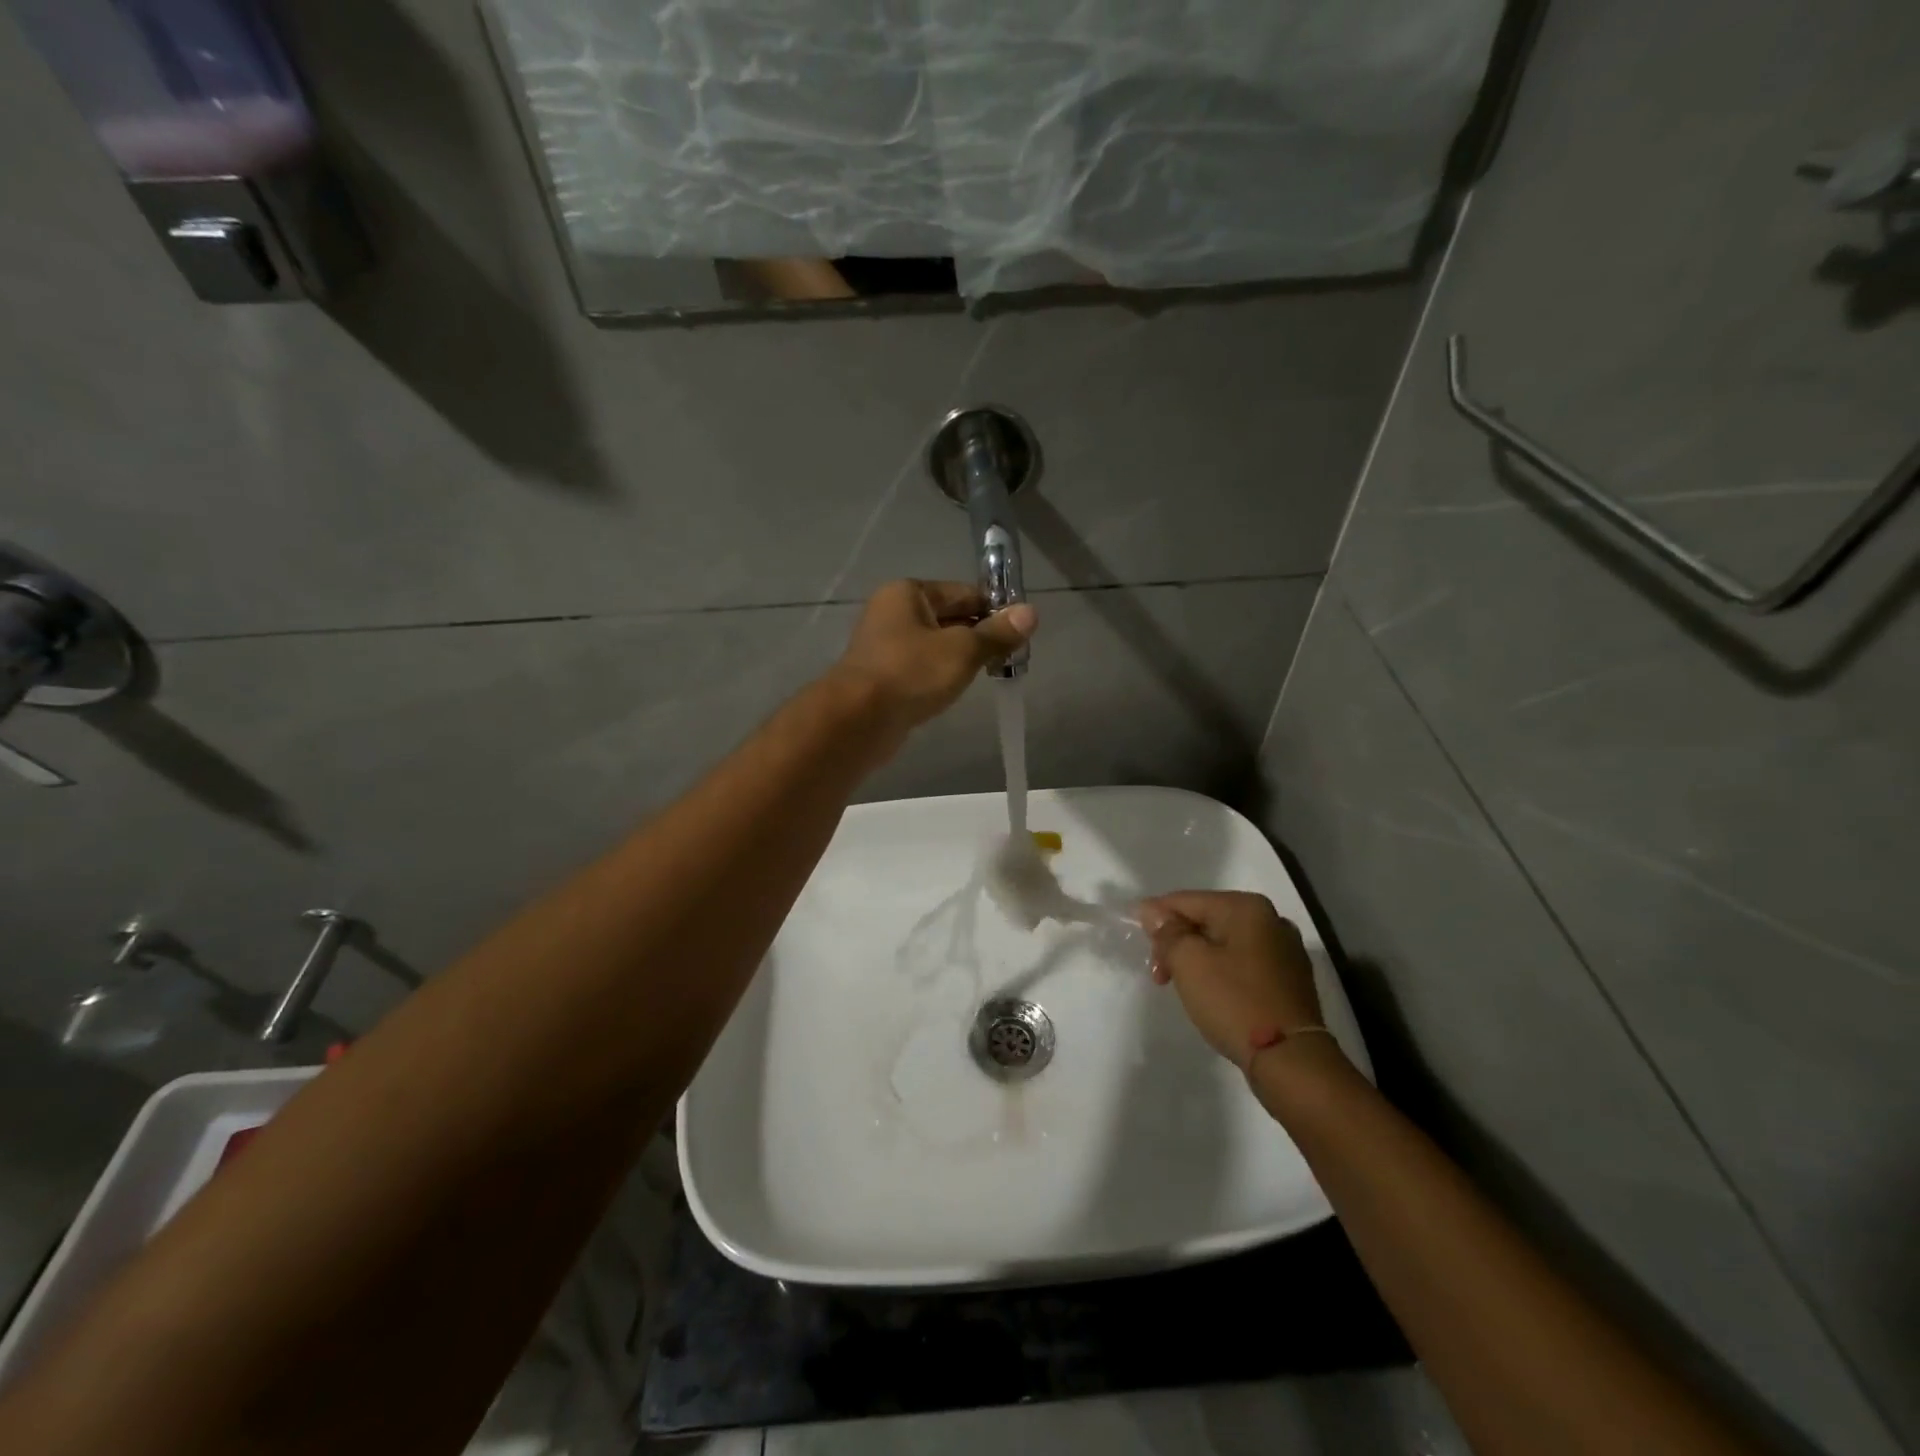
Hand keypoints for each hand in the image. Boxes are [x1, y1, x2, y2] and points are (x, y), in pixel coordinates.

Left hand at [829, 580, 1036, 733]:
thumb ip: (997, 633)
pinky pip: (922, 668)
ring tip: (991, 674)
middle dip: (980, 636)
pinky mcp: (884, 676)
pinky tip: (957, 690)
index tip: (1021, 633)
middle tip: (1012, 658)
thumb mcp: (963, 650)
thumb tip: (1031, 613)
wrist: (858, 720)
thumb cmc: (912, 673)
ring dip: (961, 658)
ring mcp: (885, 646)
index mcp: (909, 593)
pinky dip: (941, 675)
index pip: (964, 593)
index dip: (994, 610)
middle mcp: (893, 612)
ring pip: (936, 645)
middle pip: (950, 618)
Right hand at [1137, 891, 1326, 1070]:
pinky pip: (1243, 965)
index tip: (1135, 937)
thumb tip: (1154, 913)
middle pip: (1207, 920)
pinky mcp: (1290, 981)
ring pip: (1225, 944)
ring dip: (1197, 959)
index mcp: (1247, 908)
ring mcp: (1285, 951)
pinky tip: (1211, 994)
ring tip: (1180, 986)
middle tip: (1158, 973)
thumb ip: (1167, 933)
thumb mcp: (1189, 963)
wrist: (1291, 1061)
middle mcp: (1271, 920)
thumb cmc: (1234, 1002)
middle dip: (1177, 942)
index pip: (1187, 900)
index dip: (1156, 916)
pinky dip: (1221, 973)